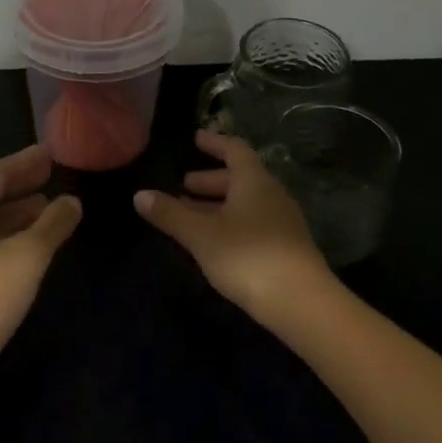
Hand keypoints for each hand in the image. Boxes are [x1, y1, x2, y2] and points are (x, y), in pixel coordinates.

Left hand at [0, 145, 82, 363]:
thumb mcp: (27, 258)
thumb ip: (51, 226)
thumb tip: (70, 201)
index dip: (24, 161)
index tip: (50, 153)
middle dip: (19, 185)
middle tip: (49, 175)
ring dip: (15, 213)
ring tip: (45, 209)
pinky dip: (7, 236)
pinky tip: (24, 249)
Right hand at [134, 129, 334, 331]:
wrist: (301, 303)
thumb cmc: (247, 256)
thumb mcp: (201, 234)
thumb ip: (170, 214)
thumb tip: (140, 195)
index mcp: (254, 182)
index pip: (234, 150)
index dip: (214, 143)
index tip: (196, 139)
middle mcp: (271, 196)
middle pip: (239, 179)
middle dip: (210, 180)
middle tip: (183, 185)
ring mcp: (281, 224)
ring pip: (245, 204)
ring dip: (217, 205)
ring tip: (190, 215)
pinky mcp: (284, 249)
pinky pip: (251, 225)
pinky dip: (229, 224)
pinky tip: (212, 242)